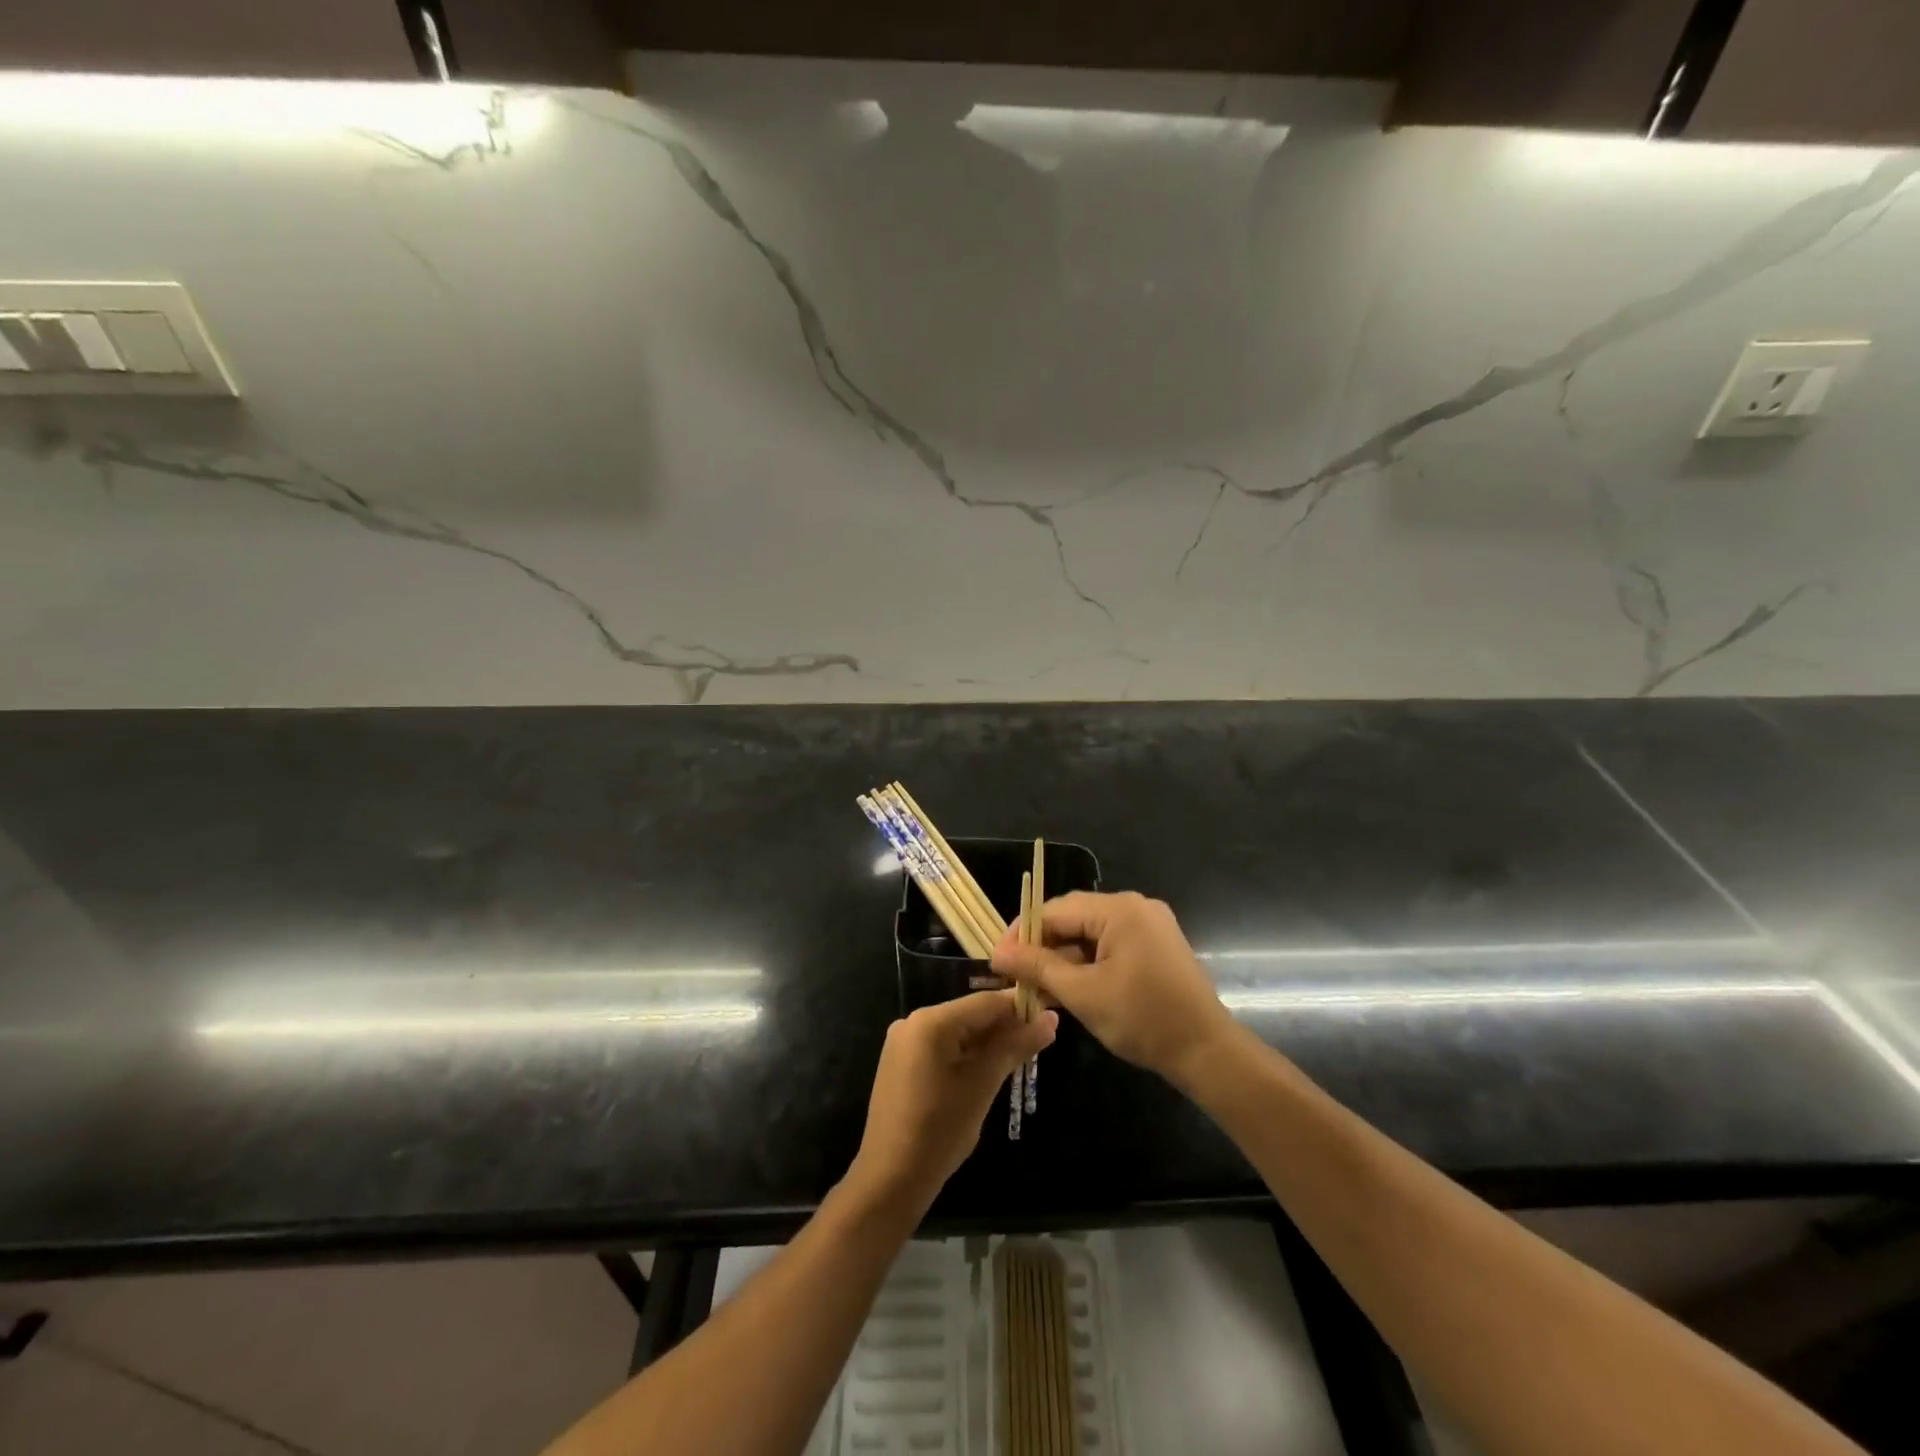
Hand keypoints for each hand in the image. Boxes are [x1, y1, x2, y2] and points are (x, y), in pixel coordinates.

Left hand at [848, 991, 1056, 1215]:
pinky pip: (942, 1045)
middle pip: (970, 1014)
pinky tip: (989, 1067)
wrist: (890, 1178)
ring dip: (988, 1041)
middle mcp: (913, 1021)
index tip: (1051, 1014)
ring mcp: (904, 1041)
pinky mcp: (901, 1060)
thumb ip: (1014, 1048)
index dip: (1020, 1007)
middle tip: (1041, 1040)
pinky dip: (967, 1053)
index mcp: (930, 1022)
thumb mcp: (982, 1086)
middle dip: (1005, 1026)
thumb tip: (1051, 1020)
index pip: (985, 1002)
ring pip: (958, 1030)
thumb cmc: (939, 1131)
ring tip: (1022, 1054)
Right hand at [992, 891, 1236, 1088]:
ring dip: (1063, 958)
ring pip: (1090, 933)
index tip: (998, 961)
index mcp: (1118, 909)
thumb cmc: (1142, 1019)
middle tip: (1015, 976)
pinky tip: (1069, 988)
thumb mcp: (1083, 993)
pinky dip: (1087, 963)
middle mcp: (1134, 906)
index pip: (1054, 910)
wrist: (1207, 1051)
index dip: (1022, 934)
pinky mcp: (1156, 945)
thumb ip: (1038, 967)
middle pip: (1073, 918)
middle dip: (1042, 946)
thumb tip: (998, 953)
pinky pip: (1110, 944)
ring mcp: (1149, 924)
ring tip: (1038, 987)